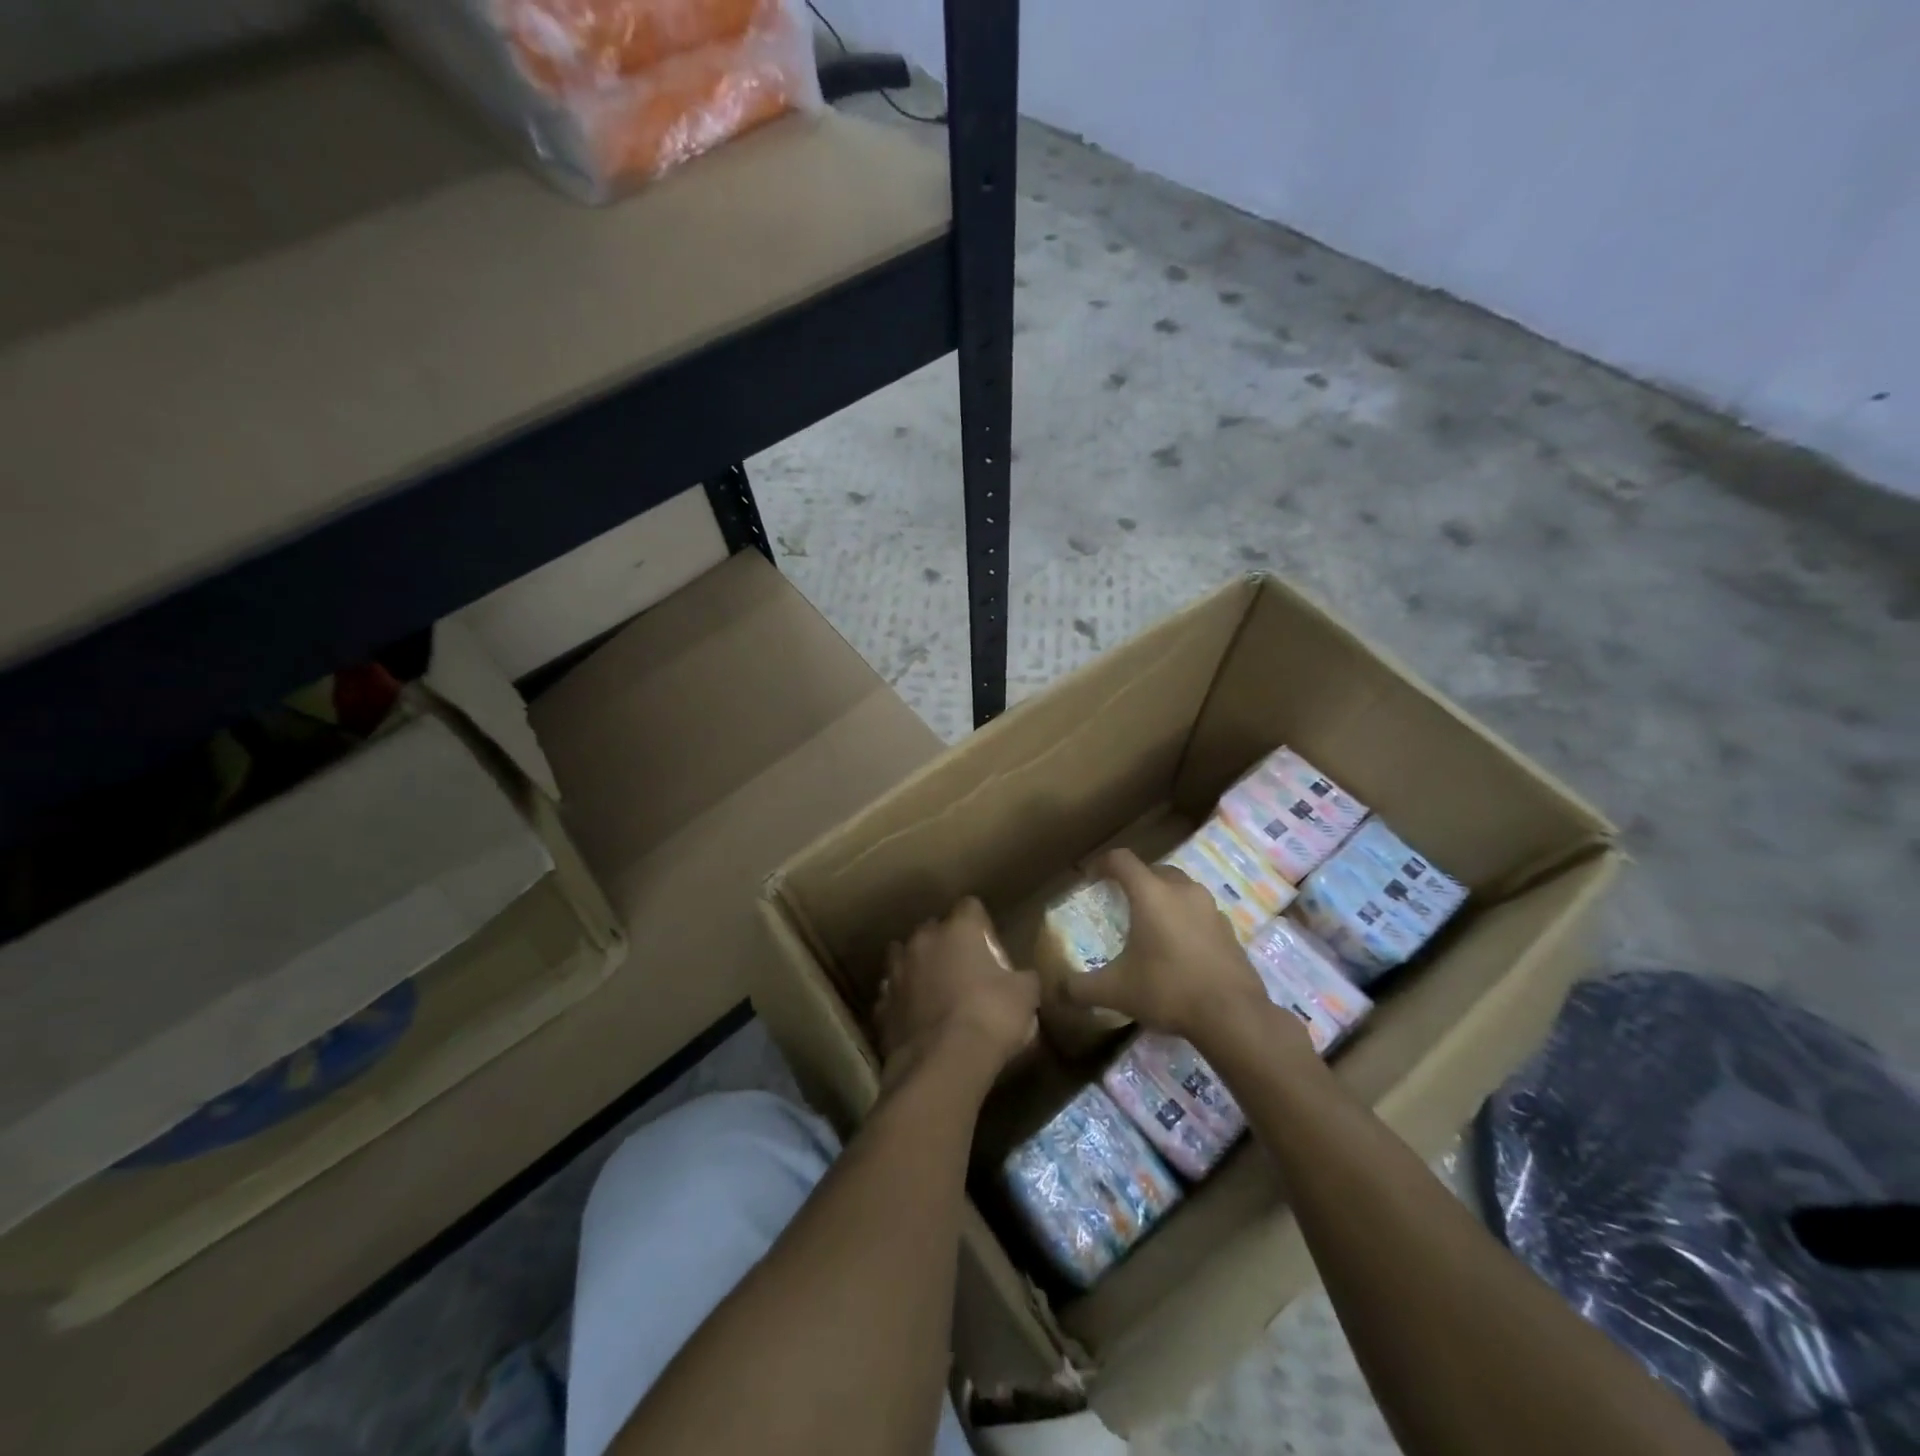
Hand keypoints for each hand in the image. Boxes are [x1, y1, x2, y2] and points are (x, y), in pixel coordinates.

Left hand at [876, 898, 1039, 1086]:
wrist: (943, 1063)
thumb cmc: (990, 1017)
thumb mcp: (1025, 995)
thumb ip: (1022, 978)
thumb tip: (1022, 979)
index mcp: (959, 929)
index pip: (970, 906)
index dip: (982, 925)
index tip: (990, 947)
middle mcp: (923, 940)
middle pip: (933, 929)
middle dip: (946, 944)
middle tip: (964, 970)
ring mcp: (896, 972)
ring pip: (904, 957)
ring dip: (918, 968)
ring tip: (935, 991)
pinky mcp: (881, 1006)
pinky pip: (893, 995)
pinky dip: (903, 1002)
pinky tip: (917, 1020)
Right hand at [1058, 848, 1277, 1047]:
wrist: (1233, 1015)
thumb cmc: (1168, 990)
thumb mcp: (1115, 991)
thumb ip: (1081, 988)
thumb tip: (1058, 989)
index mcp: (1151, 894)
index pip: (1121, 860)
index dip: (1103, 864)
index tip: (1092, 878)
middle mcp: (1182, 891)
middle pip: (1154, 870)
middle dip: (1136, 880)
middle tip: (1121, 902)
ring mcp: (1210, 908)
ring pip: (1182, 889)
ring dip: (1164, 898)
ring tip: (1151, 924)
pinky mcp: (1229, 930)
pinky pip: (1201, 913)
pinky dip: (1186, 920)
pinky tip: (1180, 949)